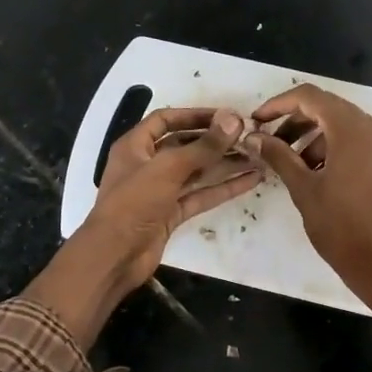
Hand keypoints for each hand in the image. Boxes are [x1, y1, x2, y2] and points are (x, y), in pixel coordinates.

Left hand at [24, 108, 257, 345]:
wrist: (114, 256)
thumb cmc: (134, 203)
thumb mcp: (168, 169)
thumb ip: (203, 146)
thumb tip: (234, 119)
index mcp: (135, 146)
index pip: (166, 120)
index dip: (195, 115)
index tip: (226, 115)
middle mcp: (147, 164)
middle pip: (185, 145)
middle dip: (215, 141)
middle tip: (248, 136)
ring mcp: (160, 191)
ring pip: (196, 172)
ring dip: (224, 164)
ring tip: (257, 156)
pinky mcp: (171, 214)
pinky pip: (200, 195)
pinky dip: (223, 188)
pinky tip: (250, 181)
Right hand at [244, 85, 371, 320]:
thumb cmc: (341, 227)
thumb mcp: (304, 189)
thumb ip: (278, 156)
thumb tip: (254, 137)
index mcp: (353, 130)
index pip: (310, 97)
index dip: (279, 104)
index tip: (258, 121)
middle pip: (330, 109)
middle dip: (297, 121)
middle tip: (272, 142)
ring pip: (347, 127)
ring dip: (317, 137)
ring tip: (295, 164)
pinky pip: (363, 143)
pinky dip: (338, 148)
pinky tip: (322, 174)